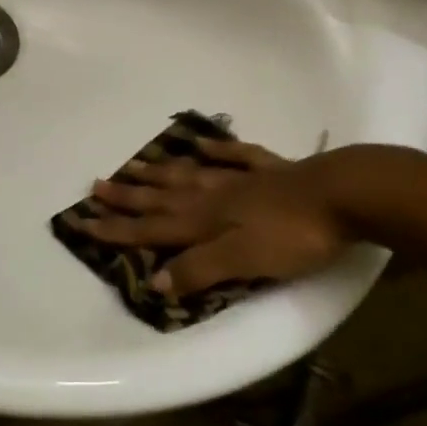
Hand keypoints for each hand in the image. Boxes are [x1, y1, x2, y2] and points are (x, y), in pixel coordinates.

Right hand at [77, 137, 353, 296]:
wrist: (343, 194)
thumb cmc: (293, 235)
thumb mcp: (244, 261)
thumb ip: (200, 269)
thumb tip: (155, 280)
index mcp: (206, 221)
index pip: (153, 227)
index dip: (118, 228)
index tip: (83, 222)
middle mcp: (214, 196)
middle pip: (164, 197)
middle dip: (129, 196)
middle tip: (96, 186)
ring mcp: (241, 179)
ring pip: (190, 175)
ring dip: (160, 172)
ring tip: (134, 164)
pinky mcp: (270, 170)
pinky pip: (234, 157)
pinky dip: (215, 152)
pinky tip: (202, 145)